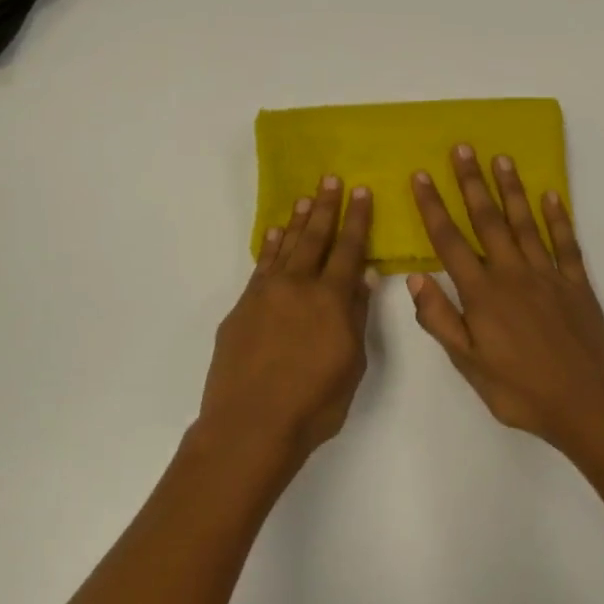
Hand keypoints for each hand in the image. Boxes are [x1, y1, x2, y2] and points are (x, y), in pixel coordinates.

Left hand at [198, 177, 375, 473]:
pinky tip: (273, 235)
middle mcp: (297, 286)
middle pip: (314, 238)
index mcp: (331, 300)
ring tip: (305, 198)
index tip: (361, 192)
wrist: (250, 424)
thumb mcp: (351, 365)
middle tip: (331, 179)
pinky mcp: (241, 308)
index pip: (348, 250)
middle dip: (326, 208)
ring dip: (297, 222)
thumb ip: (355, 318)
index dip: (357, 220)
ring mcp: (265, 294)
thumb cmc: (313, 404)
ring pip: (285, 248)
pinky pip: (260, 267)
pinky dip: (269, 248)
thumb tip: (361, 279)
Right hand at [408, 146, 603, 460]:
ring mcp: (549, 275)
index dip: (433, 207)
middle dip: (471, 182)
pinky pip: (566, 243)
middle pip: (488, 220)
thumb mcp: (469, 365)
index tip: (421, 177)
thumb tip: (416, 278)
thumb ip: (441, 320)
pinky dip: (559, 217)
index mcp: (483, 294)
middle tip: (462, 148)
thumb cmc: (520, 391)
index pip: (450, 242)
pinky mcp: (577, 284)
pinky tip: (551, 195)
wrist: (587, 404)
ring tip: (501, 158)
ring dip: (511, 189)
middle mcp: (513, 274)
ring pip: (526, 223)